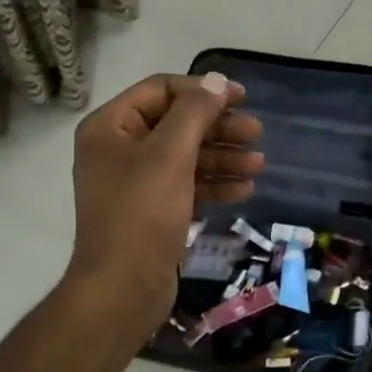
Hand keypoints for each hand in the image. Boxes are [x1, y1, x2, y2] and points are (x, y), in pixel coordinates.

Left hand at [67, 72, 263, 339]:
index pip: (161, 91)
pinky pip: (188, 186)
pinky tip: (245, 190)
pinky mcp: (154, 211)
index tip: (241, 98)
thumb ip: (194, 113)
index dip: (202, 90)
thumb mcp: (169, 156)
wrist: (123, 289)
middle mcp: (120, 150)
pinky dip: (215, 185)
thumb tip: (216, 81)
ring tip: (259, 163)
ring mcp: (137, 183)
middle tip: (258, 132)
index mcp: (111, 128)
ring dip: (224, 157)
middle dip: (219, 128)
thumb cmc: (142, 214)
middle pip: (177, 124)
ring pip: (187, 157)